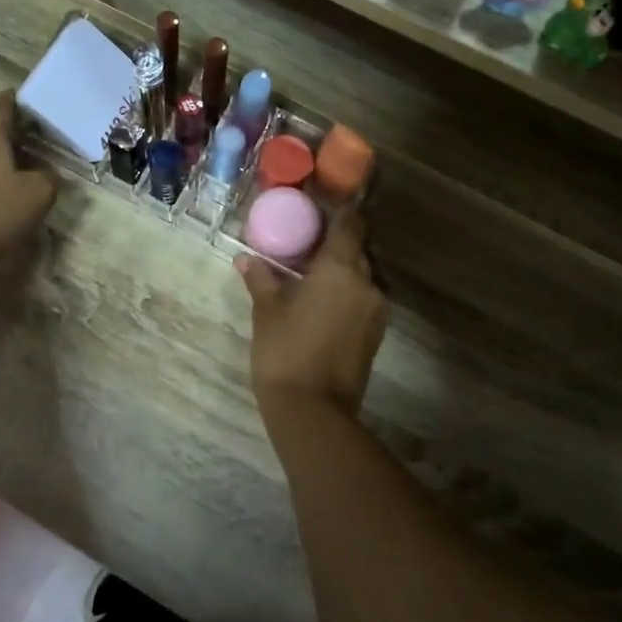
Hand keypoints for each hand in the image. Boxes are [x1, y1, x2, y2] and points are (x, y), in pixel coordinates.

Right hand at [237, 210, 387, 431]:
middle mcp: (367, 283)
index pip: (351, 224)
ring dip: (342, 273)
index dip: (340, 213)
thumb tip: (246, 258)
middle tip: (308, 245)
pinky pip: (363, 300)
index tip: (320, 210)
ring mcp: (376, 310)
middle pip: (358, 250)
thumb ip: (261, 278)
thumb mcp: (266, 310)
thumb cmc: (285, 350)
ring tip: (312, 277)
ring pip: (362, 277)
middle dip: (336, 245)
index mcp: (341, 268)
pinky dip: (347, 295)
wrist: (313, 411)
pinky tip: (321, 304)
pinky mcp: (376, 334)